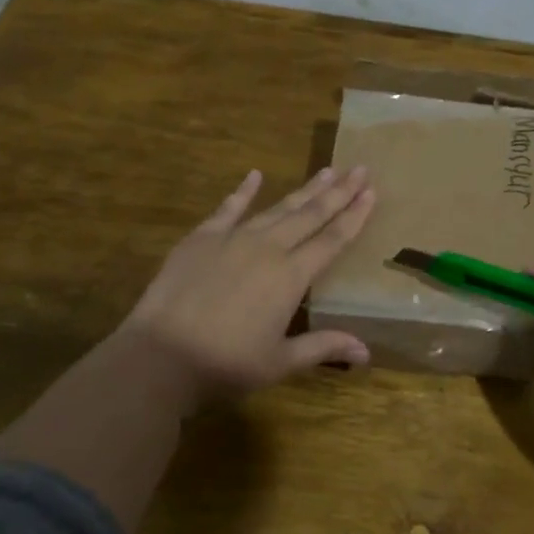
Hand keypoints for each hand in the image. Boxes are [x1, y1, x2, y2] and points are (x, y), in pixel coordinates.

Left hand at [119, 166, 376, 402]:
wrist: (161, 356)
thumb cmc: (225, 364)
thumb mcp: (279, 362)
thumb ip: (323, 347)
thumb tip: (367, 353)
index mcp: (291, 277)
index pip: (332, 240)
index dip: (354, 216)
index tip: (372, 191)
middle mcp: (268, 248)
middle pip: (310, 215)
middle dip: (338, 192)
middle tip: (359, 168)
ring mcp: (233, 239)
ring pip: (277, 208)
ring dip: (303, 190)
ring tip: (326, 171)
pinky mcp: (202, 238)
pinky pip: (228, 208)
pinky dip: (243, 190)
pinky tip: (255, 174)